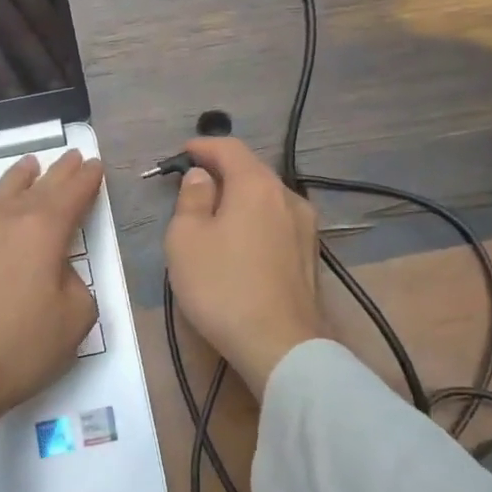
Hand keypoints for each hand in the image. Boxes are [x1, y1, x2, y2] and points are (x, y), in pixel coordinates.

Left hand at [0, 151, 102, 464]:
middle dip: (59, 172)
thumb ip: (75, 283)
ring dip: (18, 177)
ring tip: (30, 166)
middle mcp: (4, 218)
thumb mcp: (75, 320)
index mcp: (43, 232)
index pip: (73, 193)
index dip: (87, 178)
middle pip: (38, 186)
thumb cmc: (19, 351)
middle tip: (71, 158)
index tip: (95, 165)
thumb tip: (55, 270)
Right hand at [164, 138, 322, 396]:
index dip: (202, 146)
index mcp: (257, 185)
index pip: (229, 148)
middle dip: (221, 172)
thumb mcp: (186, 240)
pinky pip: (277, 222)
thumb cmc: (223, 287)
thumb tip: (202, 178)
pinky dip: (256, 220)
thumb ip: (191, 199)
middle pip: (252, 171)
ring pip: (267, 198)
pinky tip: (241, 241)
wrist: (280, 345)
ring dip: (240, 198)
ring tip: (215, 214)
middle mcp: (288, 197)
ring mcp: (305, 227)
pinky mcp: (310, 255)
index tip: (181, 153)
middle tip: (193, 185)